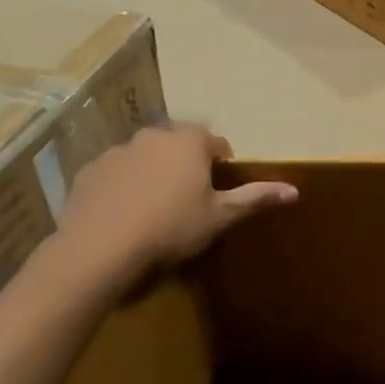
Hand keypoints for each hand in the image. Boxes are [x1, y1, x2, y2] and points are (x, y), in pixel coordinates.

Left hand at [45, 125, 296, 292]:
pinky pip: (116, 173)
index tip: (217, 193)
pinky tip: (124, 215)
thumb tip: (294, 190)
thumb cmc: (171, 227)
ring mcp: (118, 150)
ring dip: (154, 173)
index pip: (216, 144)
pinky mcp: (90, 170)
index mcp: (190, 141)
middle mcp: (154, 135)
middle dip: (186, 166)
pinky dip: (123, 186)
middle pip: (180, 146)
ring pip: (146, 157)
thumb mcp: (220, 216)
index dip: (221, 167)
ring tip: (153, 210)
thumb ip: (256, 198)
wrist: (100, 248)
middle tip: (188, 201)